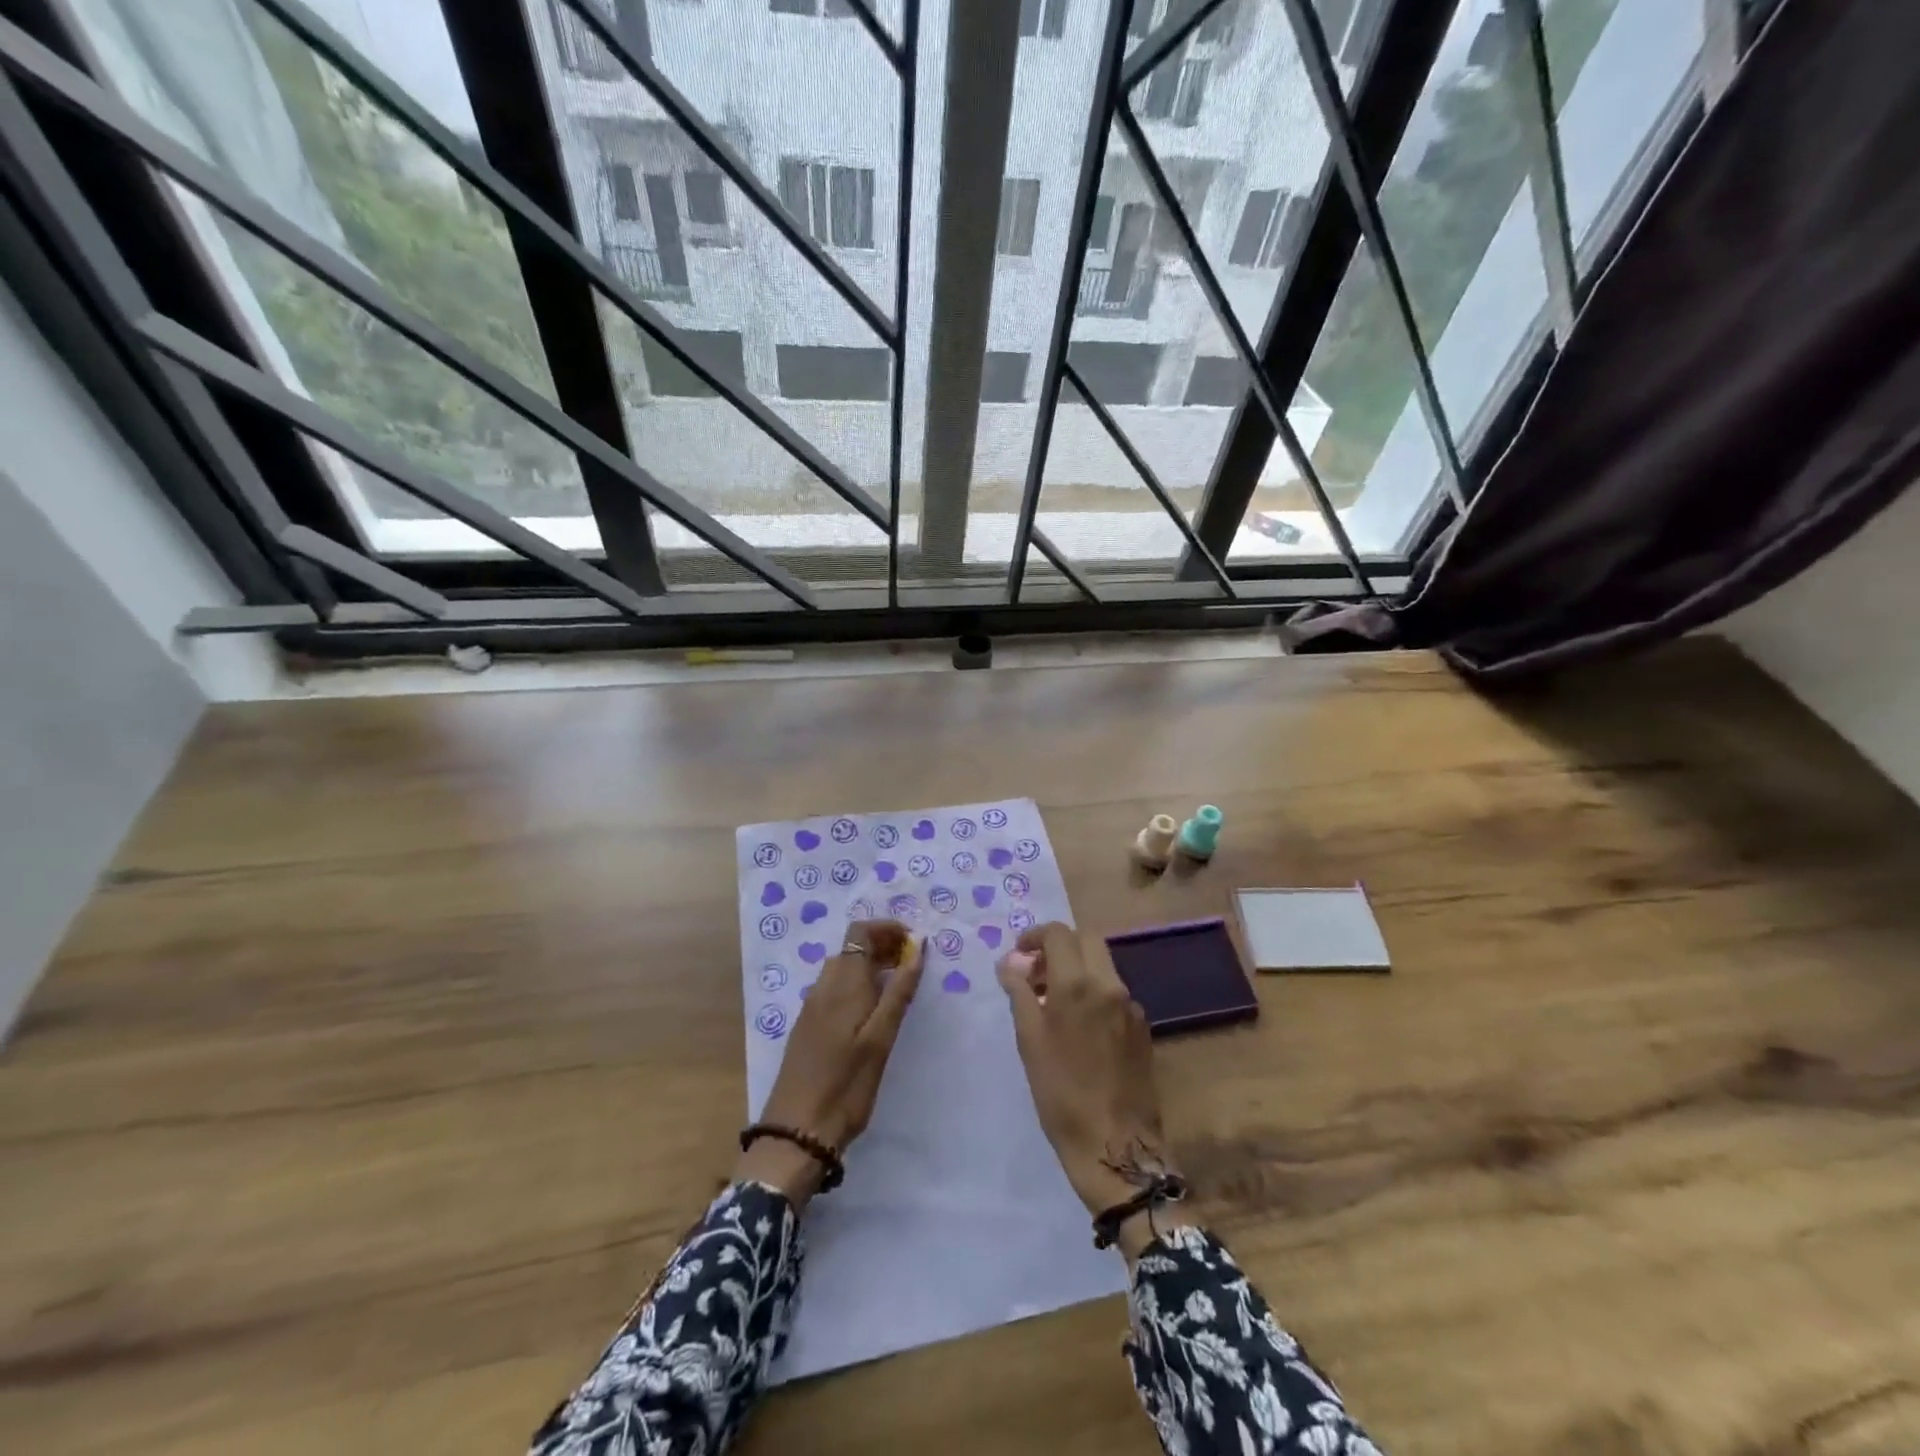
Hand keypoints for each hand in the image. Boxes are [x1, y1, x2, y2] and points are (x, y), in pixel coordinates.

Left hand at [736, 920, 922, 1207]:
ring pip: (843, 967)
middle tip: (913, 965)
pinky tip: (872, 1011)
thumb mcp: (881, 1039)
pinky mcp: (808, 1025)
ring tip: (899, 986)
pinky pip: (835, 987)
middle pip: (852, 947)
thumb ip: (899, 991)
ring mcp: (812, 1006)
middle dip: (884, 946)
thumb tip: (918, 948)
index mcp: (843, 983)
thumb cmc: (846, 1084)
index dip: (888, 928)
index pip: (861, 931)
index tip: (915, 943)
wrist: (797, 1131)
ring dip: (871, 965)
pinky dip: (858, 984)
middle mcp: (824, 986)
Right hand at [997, 923, 1193, 1257]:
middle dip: (1059, 947)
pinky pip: (1114, 993)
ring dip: (1077, 969)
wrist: (1116, 1146)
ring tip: (1053, 1002)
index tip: (1019, 955)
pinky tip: (1080, 1027)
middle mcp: (1109, 985)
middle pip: (1086, 940)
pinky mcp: (1142, 1027)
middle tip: (1037, 973)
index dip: (1034, 936)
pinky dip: (1094, 992)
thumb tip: (1010, 962)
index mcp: (1078, 984)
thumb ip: (1020, 992)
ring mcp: (1131, 1006)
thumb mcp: (1029, 1041)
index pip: (1058, 934)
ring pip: (1102, 965)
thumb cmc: (1062, 1093)